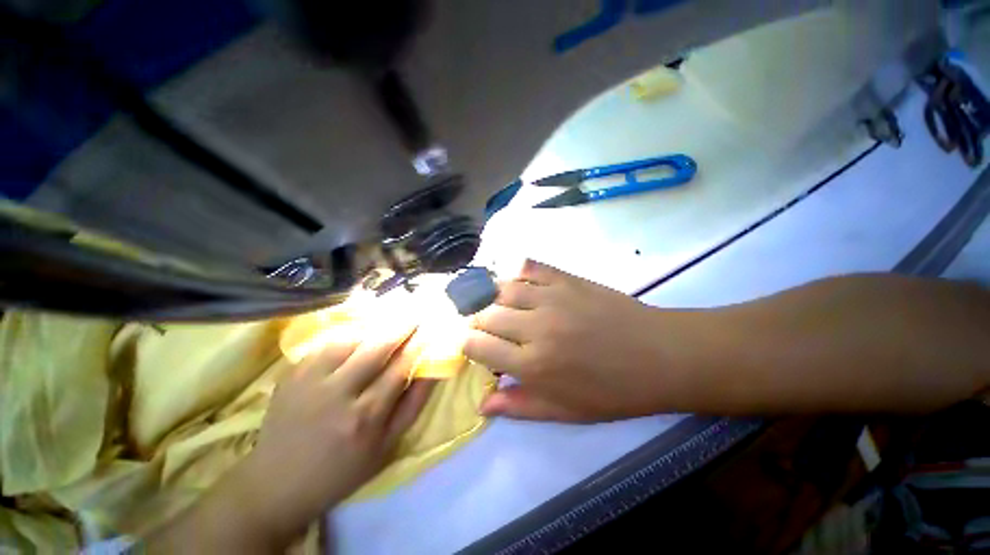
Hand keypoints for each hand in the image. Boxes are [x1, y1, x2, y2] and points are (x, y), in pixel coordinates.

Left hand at [149, 320, 433, 551]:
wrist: (276, 485)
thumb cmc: (342, 469)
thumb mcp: (386, 446)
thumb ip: (412, 405)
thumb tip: (433, 371)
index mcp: (365, 418)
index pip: (400, 369)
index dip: (418, 345)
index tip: (431, 328)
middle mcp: (337, 395)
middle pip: (376, 348)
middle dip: (401, 326)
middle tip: (415, 312)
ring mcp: (310, 382)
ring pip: (351, 340)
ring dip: (375, 327)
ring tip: (391, 318)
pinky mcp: (292, 375)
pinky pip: (326, 345)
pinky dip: (349, 334)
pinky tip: (360, 332)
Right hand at [464, 260, 680, 421]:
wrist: (659, 356)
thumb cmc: (613, 391)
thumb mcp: (566, 411)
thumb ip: (519, 406)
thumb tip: (481, 404)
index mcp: (533, 366)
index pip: (478, 346)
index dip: (468, 344)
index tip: (473, 345)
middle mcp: (535, 328)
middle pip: (486, 314)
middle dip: (477, 320)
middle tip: (484, 326)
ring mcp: (551, 298)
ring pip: (502, 289)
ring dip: (492, 297)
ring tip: (497, 303)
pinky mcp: (567, 280)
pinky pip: (530, 267)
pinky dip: (516, 271)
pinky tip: (516, 280)